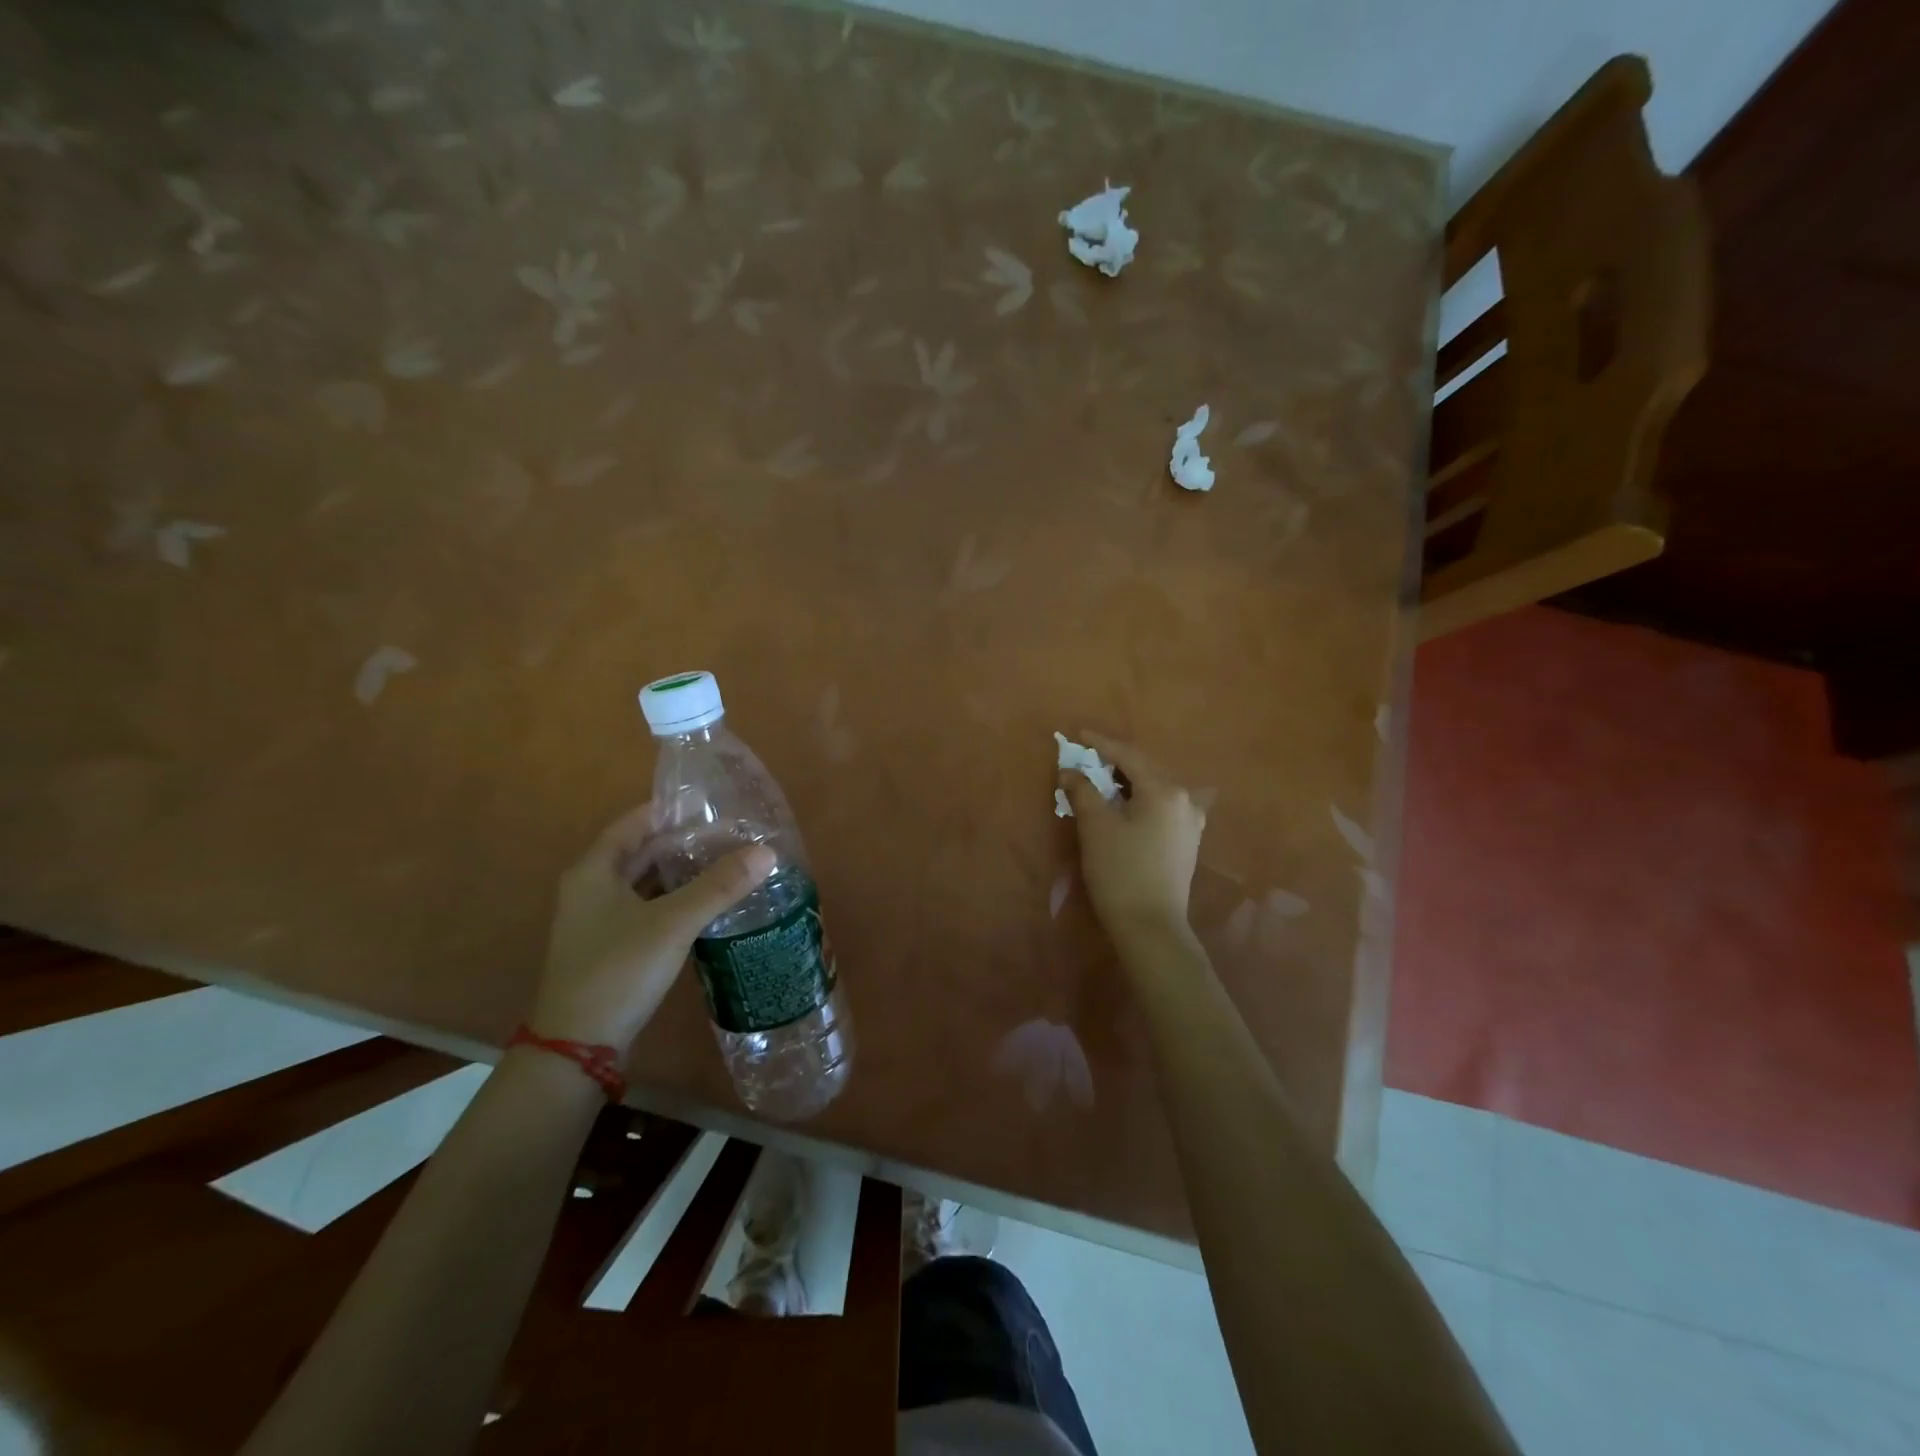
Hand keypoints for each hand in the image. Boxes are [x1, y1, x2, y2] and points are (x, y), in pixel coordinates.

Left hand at [532, 803, 774, 1055]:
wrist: (577, 1047)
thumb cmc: (618, 970)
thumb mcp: (673, 923)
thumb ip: (719, 886)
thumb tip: (767, 852)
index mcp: (594, 871)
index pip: (635, 823)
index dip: (672, 811)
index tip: (713, 806)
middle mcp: (591, 889)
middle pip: (642, 852)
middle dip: (684, 843)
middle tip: (730, 835)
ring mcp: (599, 921)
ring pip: (646, 883)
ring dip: (681, 873)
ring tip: (727, 863)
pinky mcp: (612, 947)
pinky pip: (648, 909)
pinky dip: (675, 901)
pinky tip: (708, 904)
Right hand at [1060, 732, 1206, 944]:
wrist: (1151, 927)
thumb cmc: (1120, 871)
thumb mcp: (1095, 826)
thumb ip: (1082, 790)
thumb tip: (1070, 771)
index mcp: (1165, 789)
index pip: (1128, 755)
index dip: (1101, 743)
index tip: (1078, 735)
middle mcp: (1185, 799)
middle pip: (1144, 769)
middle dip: (1113, 763)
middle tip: (1085, 759)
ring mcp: (1190, 822)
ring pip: (1153, 790)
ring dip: (1125, 783)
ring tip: (1099, 782)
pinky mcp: (1186, 842)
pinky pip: (1159, 808)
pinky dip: (1137, 801)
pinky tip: (1121, 808)